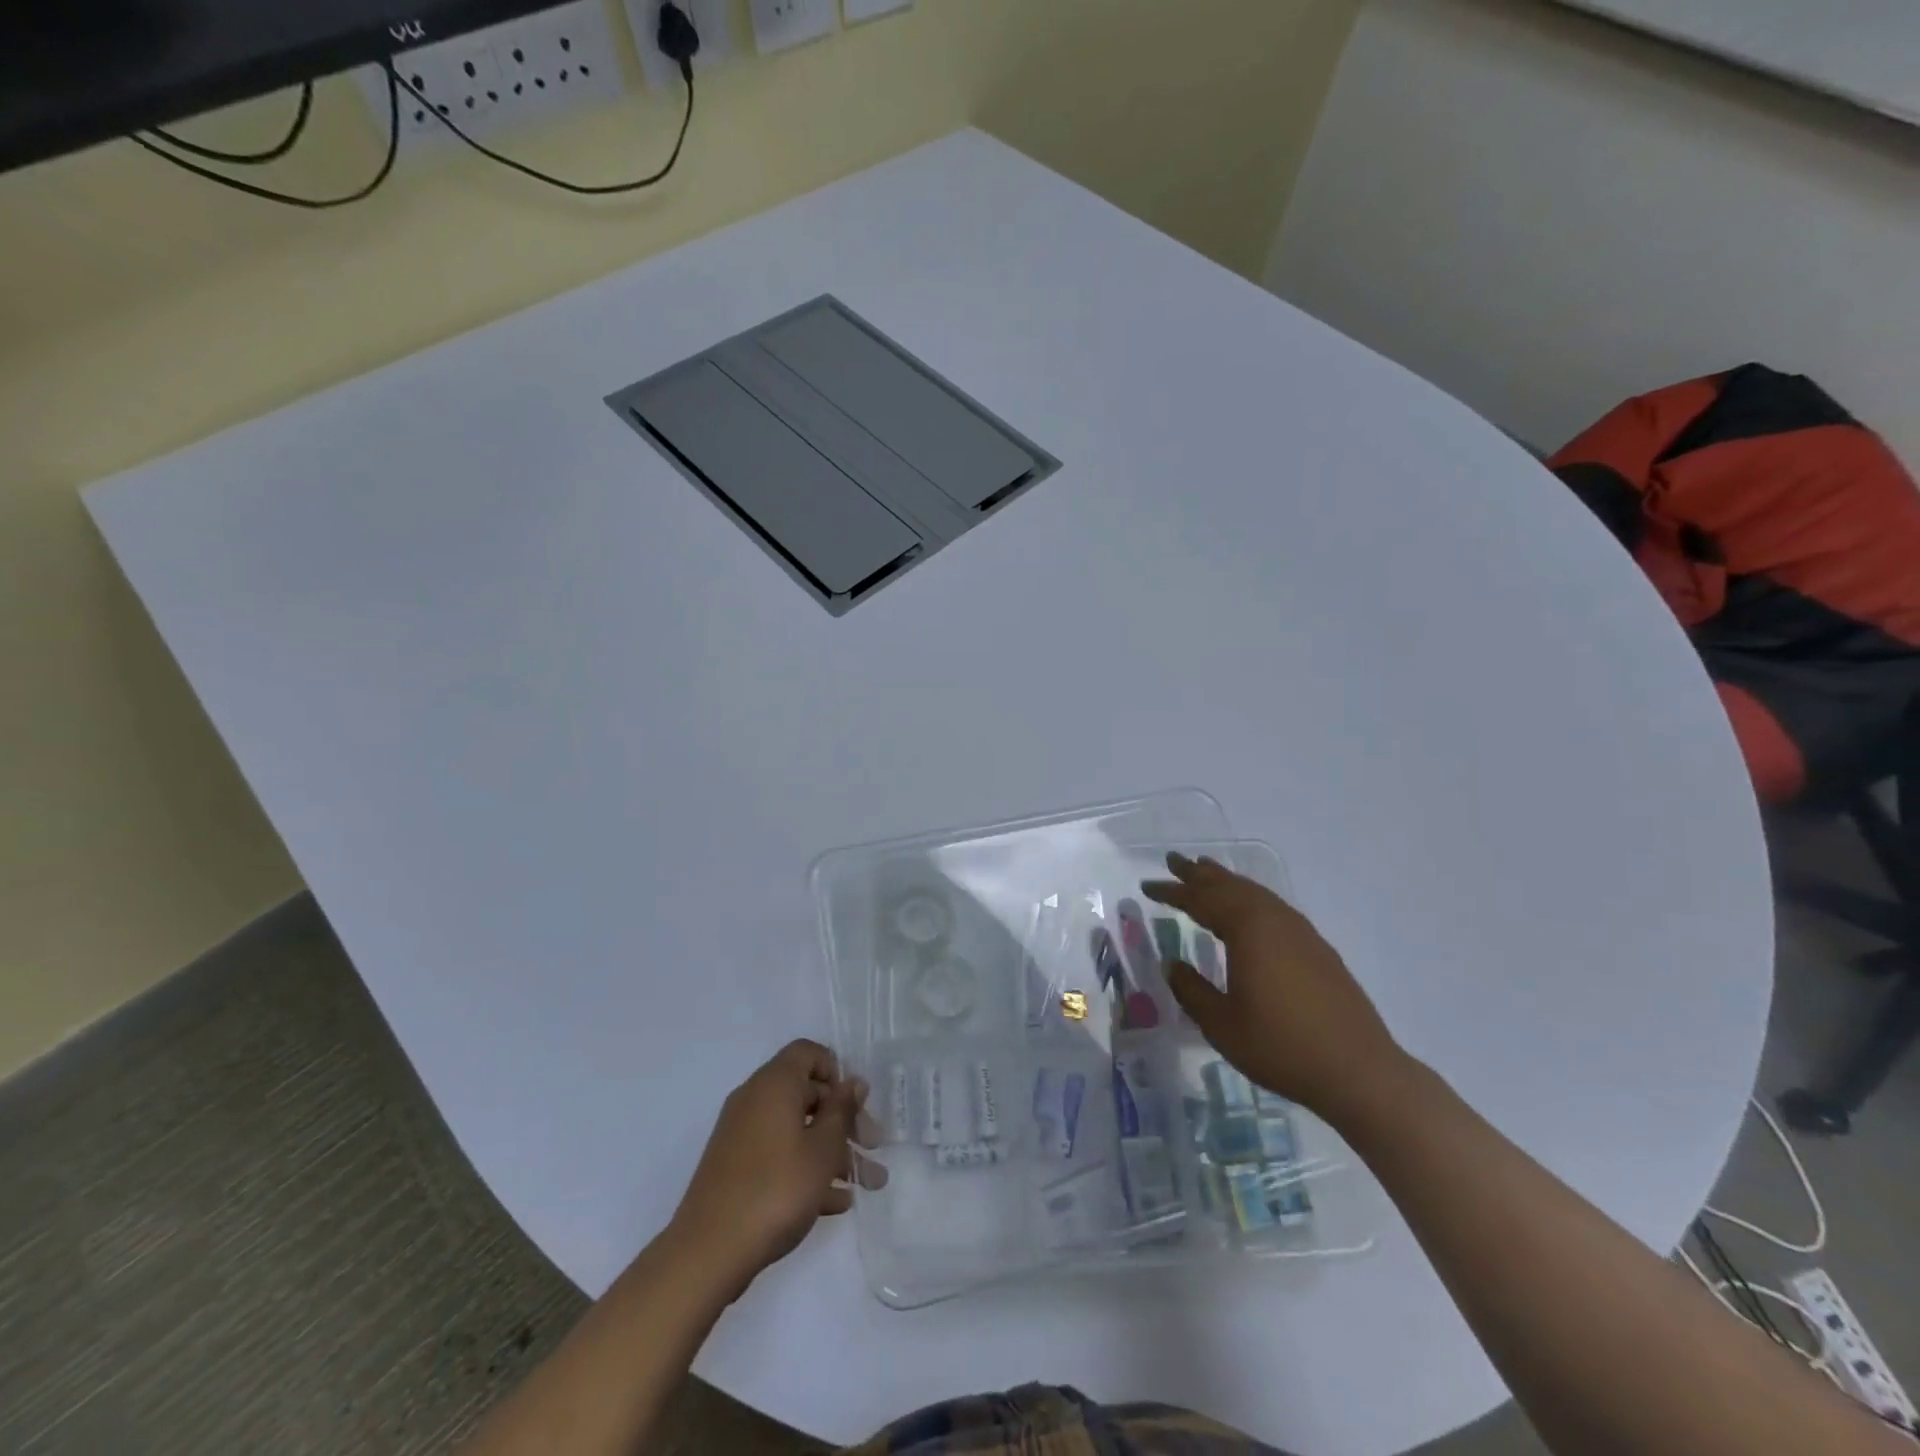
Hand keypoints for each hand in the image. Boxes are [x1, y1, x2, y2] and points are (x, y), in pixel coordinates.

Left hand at [670, 1040, 877, 1297]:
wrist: (708, 1253)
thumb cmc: (776, 1189)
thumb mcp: (822, 1150)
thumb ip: (842, 1111)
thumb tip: (853, 1082)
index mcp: (774, 1084)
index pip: (808, 1053)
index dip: (836, 1072)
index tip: (855, 1105)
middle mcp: (755, 1100)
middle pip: (808, 1095)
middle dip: (844, 1121)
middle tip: (873, 1148)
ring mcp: (742, 1136)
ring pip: (797, 1130)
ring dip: (833, 1152)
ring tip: (867, 1185)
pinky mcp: (736, 1169)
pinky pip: (779, 1155)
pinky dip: (806, 1170)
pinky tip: (836, 1202)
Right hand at [1142, 852, 1404, 1118]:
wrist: (1359, 1071)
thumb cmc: (1281, 1047)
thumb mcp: (1222, 1024)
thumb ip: (1192, 990)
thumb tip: (1173, 965)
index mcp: (1248, 930)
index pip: (1201, 901)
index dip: (1172, 892)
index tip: (1147, 886)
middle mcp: (1275, 920)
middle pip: (1231, 886)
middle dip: (1200, 874)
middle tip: (1174, 861)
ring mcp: (1301, 933)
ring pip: (1256, 894)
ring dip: (1228, 882)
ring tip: (1207, 873)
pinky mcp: (1318, 949)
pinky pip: (1274, 908)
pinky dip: (1251, 899)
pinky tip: (1249, 912)